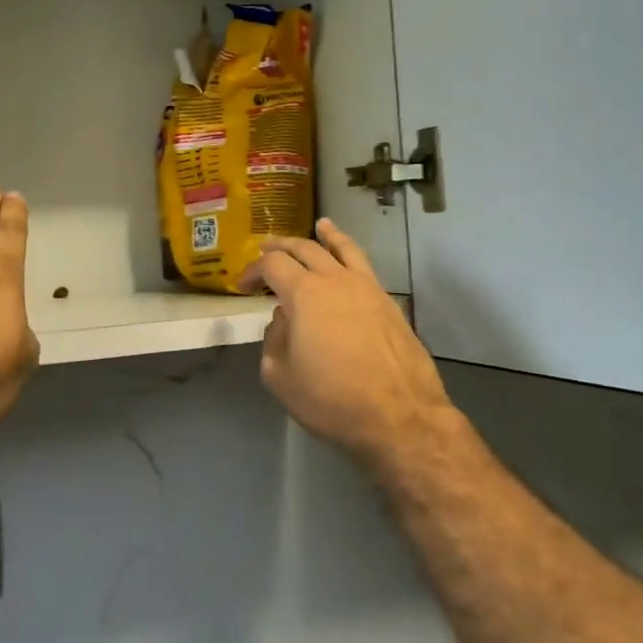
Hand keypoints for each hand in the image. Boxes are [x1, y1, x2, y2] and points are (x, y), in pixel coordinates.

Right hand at [238, 218, 458, 471]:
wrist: (400, 417)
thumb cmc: (333, 400)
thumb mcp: (281, 377)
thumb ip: (274, 340)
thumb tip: (283, 319)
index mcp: (304, 294)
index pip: (272, 266)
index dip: (253, 271)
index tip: (242, 286)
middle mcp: (335, 280)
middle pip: (305, 248)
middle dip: (281, 246)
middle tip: (266, 249)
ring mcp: (367, 288)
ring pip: (343, 249)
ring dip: (325, 236)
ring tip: (320, 225)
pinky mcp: (389, 302)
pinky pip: (365, 266)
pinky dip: (352, 253)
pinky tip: (348, 258)